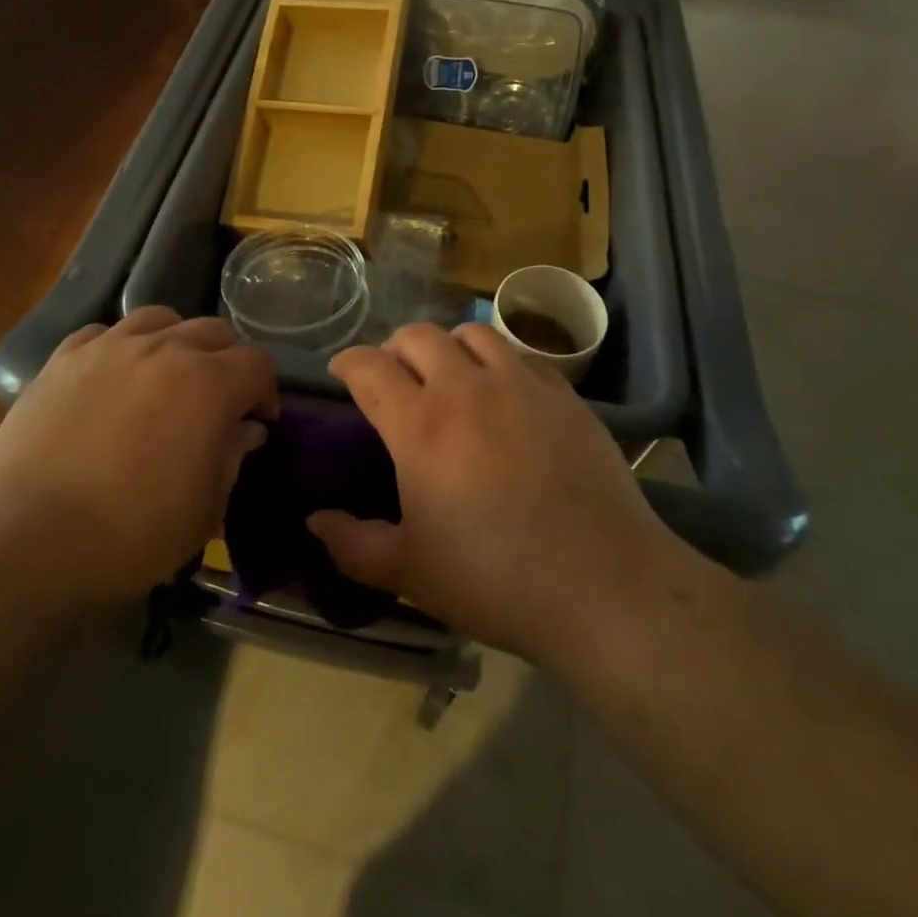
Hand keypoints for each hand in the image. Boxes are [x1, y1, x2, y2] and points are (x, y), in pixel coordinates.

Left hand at [0, 308, 276, 610]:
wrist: (26, 545)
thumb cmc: (131, 535)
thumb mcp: (204, 509)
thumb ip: (232, 457)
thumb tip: (245, 429)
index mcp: (209, 384)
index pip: (256, 364)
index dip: (266, 390)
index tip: (259, 419)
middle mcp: (164, 349)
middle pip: (213, 332)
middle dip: (228, 361)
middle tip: (220, 398)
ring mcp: (109, 348)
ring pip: (160, 319)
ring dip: (177, 342)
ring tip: (168, 375)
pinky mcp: (63, 359)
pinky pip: (104, 334)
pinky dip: (121, 347)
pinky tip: (114, 377)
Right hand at [310, 323, 674, 664]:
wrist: (602, 584)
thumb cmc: (495, 579)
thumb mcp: (411, 573)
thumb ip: (353, 544)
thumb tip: (315, 520)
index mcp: (421, 425)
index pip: (369, 367)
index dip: (348, 362)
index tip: (343, 372)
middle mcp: (466, 388)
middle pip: (419, 335)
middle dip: (395, 348)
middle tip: (396, 377)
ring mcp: (520, 384)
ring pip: (473, 332)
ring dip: (449, 346)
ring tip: (450, 374)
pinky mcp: (563, 393)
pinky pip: (521, 355)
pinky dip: (499, 361)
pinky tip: (504, 393)